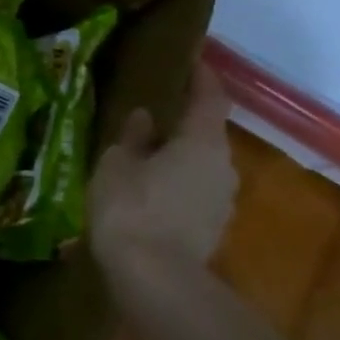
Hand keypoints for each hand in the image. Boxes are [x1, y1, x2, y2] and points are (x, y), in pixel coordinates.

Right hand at [88, 62, 236, 268]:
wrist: (154, 278)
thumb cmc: (131, 207)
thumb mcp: (117, 164)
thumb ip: (132, 138)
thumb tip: (144, 117)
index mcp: (201, 142)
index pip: (210, 99)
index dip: (203, 78)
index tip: (194, 62)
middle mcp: (222, 167)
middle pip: (206, 137)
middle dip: (183, 127)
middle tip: (152, 121)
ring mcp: (222, 202)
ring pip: (200, 169)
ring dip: (178, 161)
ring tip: (144, 162)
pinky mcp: (212, 230)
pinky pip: (194, 196)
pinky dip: (175, 189)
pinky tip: (147, 198)